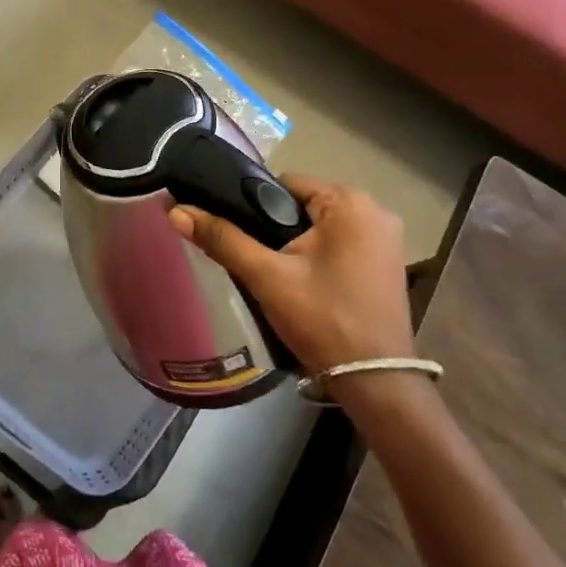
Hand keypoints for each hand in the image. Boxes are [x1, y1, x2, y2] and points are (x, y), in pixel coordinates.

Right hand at [168, 174, 411, 372]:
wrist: (374, 383)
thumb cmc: (322, 320)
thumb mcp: (267, 277)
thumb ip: (223, 239)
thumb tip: (177, 211)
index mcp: (350, 202)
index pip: (284, 184)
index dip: (254, 205)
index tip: (238, 234)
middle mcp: (375, 210)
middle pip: (304, 204)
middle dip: (277, 227)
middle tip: (256, 259)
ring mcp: (387, 238)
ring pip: (321, 226)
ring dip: (298, 243)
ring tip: (275, 273)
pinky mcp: (388, 262)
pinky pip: (341, 243)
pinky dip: (320, 255)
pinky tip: (305, 282)